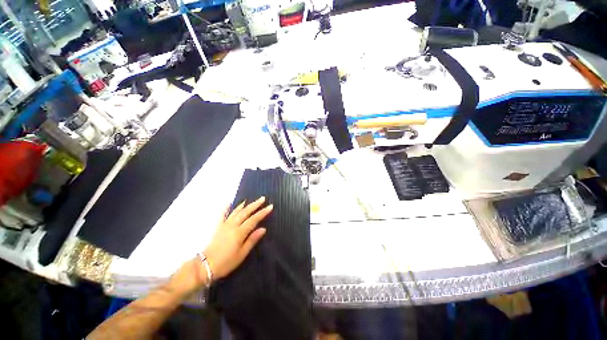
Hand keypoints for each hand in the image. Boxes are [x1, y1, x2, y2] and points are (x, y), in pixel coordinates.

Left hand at [203, 197, 272, 280]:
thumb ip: (252, 240)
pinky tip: (228, 203)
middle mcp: (233, 226)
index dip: (263, 212)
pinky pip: (222, 215)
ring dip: (244, 205)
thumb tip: (263, 229)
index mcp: (240, 232)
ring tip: (250, 200)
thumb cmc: (226, 262)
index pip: (254, 219)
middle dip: (255, 205)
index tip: (270, 206)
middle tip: (263, 198)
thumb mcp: (242, 254)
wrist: (205, 266)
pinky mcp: (218, 227)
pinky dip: (226, 208)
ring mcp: (224, 225)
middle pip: (246, 212)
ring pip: (236, 212)